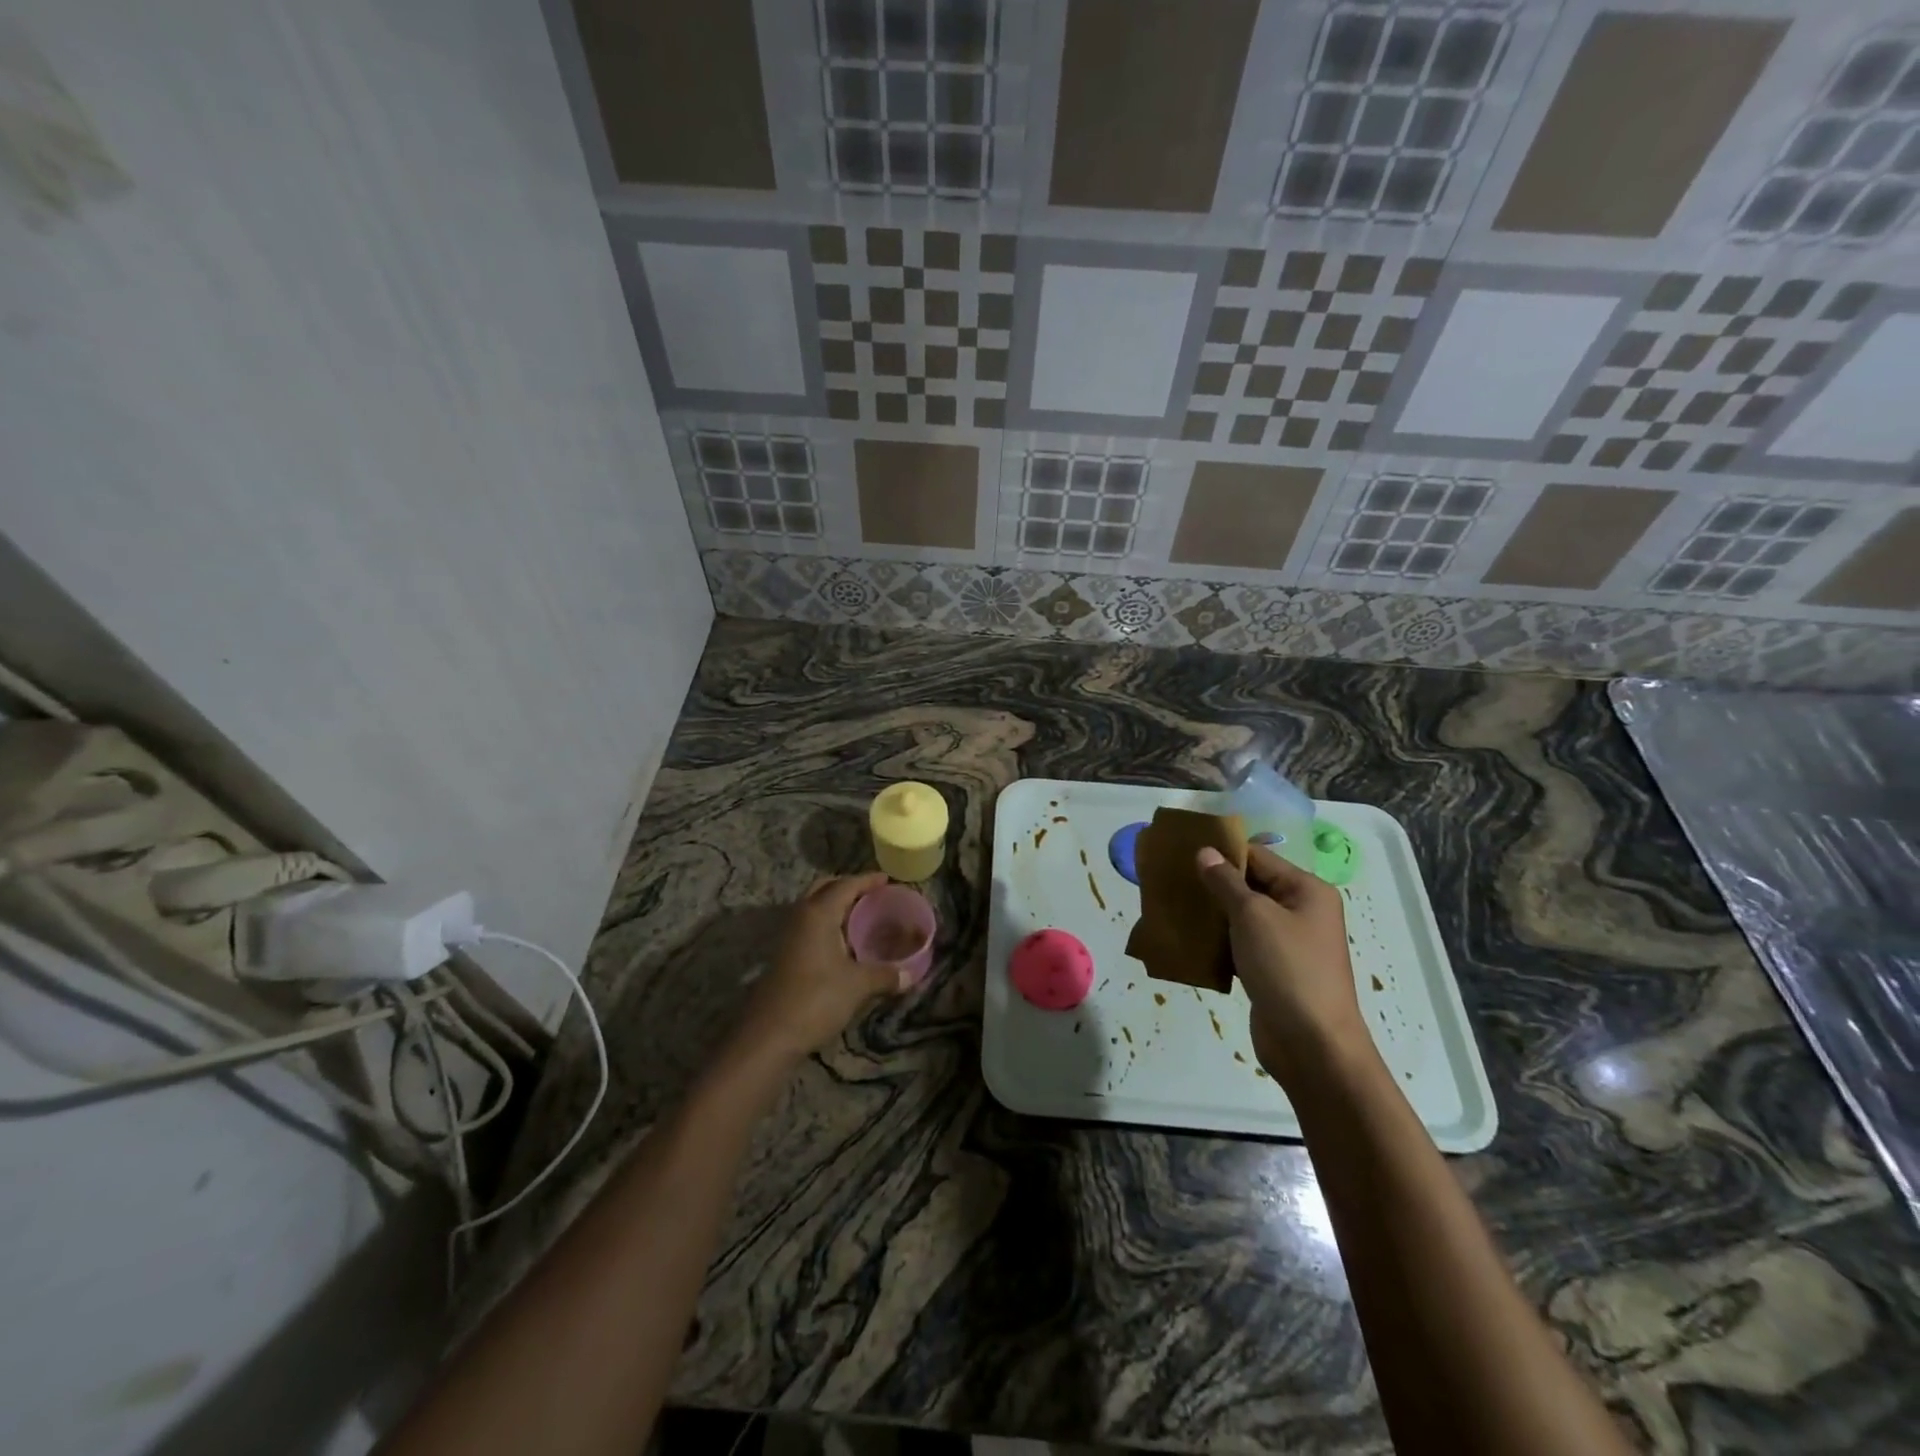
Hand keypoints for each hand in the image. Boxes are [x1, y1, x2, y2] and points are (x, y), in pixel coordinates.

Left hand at [730, 873, 909, 1069]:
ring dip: (835, 907)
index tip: (887, 879)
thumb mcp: (857, 985)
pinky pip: (810, 927)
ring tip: (862, 917)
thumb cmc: (816, 999)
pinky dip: (828, 926)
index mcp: (818, 913)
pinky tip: (844, 944)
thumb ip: (885, 975)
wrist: (769, 1035)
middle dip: (847, 888)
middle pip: (824, 889)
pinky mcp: (784, 956)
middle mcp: (800, 917)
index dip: (867, 880)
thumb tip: (911, 974)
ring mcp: (788, 937)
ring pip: (814, 909)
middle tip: (872, 895)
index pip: (846, 885)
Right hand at [1196, 844, 1370, 1081]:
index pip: (1259, 857)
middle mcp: (1302, 912)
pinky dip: (1218, 941)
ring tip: (1174, 907)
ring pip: (1243, 917)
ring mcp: (1288, 944)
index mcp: (1307, 891)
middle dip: (1214, 883)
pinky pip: (1241, 945)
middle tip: (1172, 879)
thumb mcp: (1252, 916)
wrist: (1312, 1045)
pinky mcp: (1273, 971)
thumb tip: (1205, 852)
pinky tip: (1189, 940)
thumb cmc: (1287, 968)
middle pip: (1251, 885)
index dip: (1222, 852)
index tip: (1182, 851)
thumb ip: (1225, 882)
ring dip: (1213, 914)